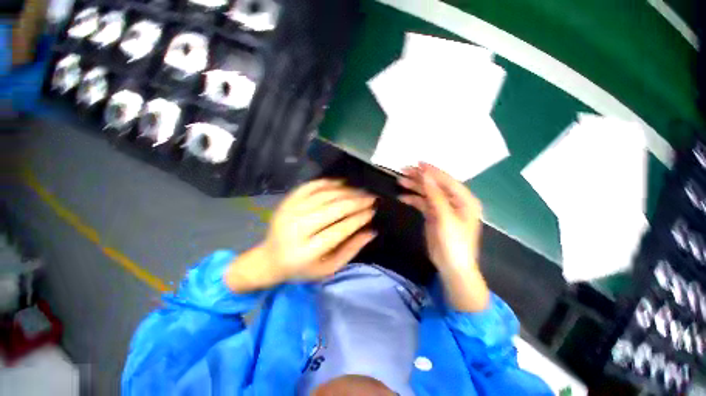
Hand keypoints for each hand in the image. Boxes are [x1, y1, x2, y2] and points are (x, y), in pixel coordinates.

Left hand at [226, 179, 376, 291]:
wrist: (270, 259)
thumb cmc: (302, 268)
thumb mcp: (328, 268)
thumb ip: (351, 250)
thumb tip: (371, 232)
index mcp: (307, 251)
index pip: (340, 229)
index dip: (359, 219)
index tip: (372, 211)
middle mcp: (297, 228)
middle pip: (333, 208)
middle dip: (356, 201)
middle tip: (371, 197)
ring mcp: (289, 212)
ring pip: (324, 195)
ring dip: (346, 191)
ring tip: (360, 191)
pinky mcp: (286, 202)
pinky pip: (310, 186)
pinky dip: (327, 182)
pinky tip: (341, 183)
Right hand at [398, 163, 488, 311]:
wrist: (451, 266)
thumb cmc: (453, 243)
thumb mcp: (445, 217)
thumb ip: (435, 195)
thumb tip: (425, 175)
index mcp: (464, 199)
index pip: (446, 180)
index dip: (431, 171)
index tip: (416, 163)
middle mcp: (454, 201)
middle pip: (435, 185)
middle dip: (420, 177)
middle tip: (403, 171)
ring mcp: (443, 208)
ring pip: (427, 192)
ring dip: (414, 187)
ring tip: (400, 181)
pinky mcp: (434, 215)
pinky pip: (423, 202)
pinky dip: (413, 199)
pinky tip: (402, 196)